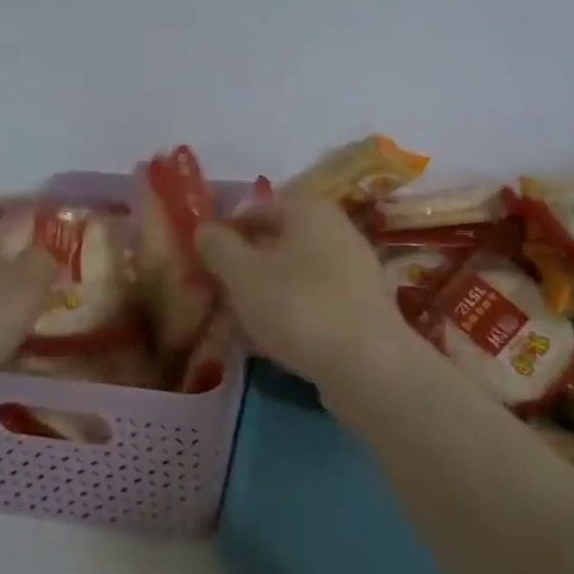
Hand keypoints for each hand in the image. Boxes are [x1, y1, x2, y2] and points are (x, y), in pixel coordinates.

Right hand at [194, 194, 414, 384]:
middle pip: (278, 241)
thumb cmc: (298, 305)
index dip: (226, 232)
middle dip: (248, 264)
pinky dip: (294, 311)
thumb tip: (205, 229)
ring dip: (269, 290)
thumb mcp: (242, 274)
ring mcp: (356, 267)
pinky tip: (275, 340)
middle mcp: (337, 227)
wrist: (368, 364)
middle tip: (221, 292)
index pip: (255, 209)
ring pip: (297, 271)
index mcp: (308, 208)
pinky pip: (317, 298)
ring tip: (243, 322)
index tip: (206, 262)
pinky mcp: (365, 305)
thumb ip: (218, 246)